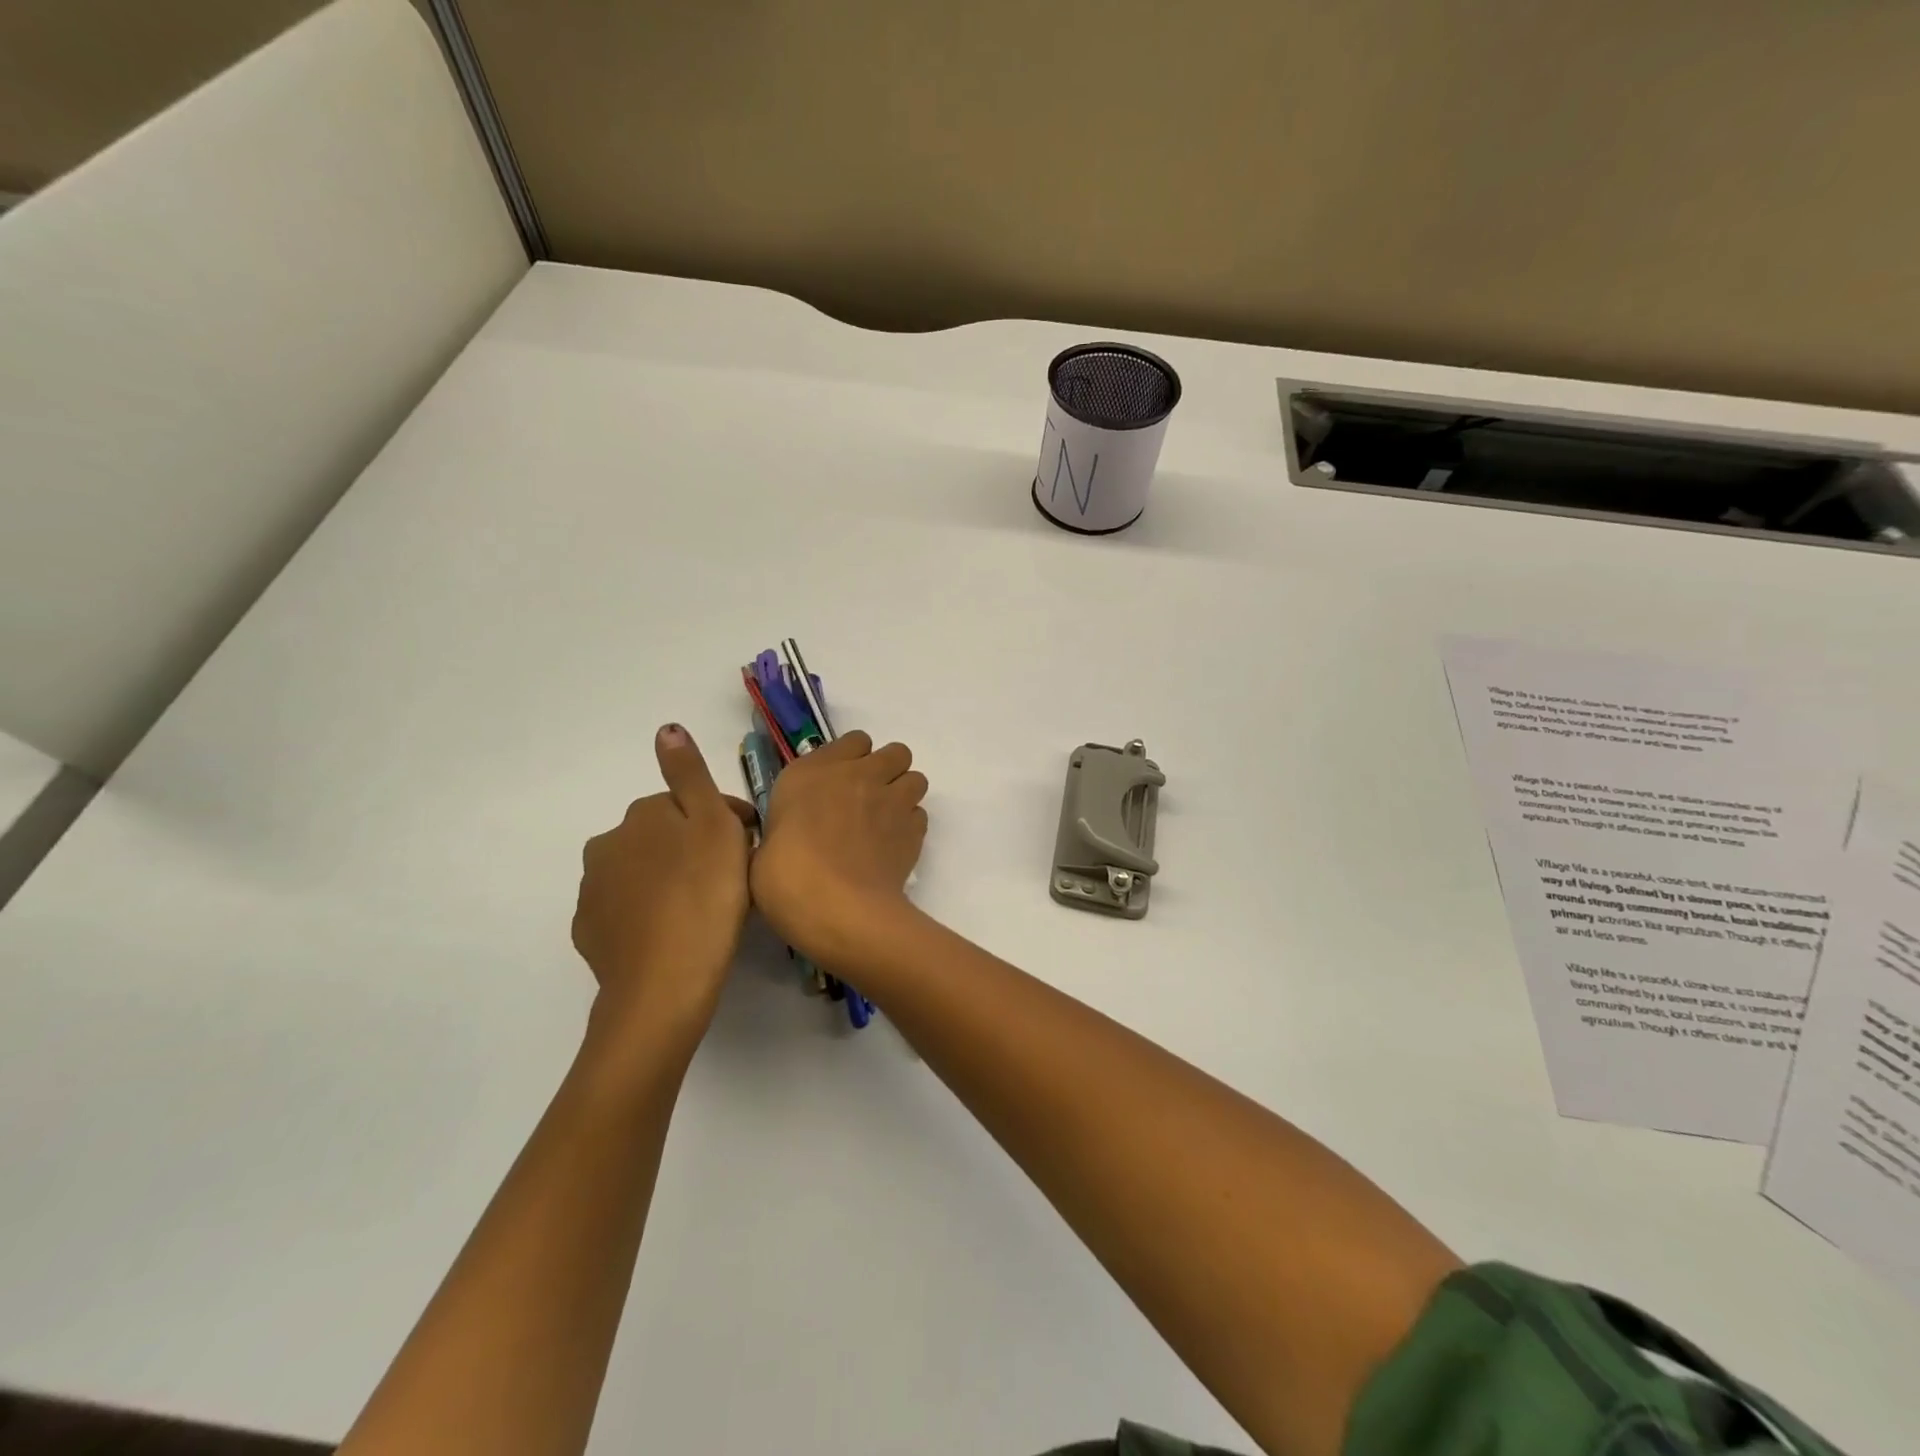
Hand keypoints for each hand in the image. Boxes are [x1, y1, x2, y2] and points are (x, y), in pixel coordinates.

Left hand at [572, 724, 757, 1042]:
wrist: (663, 985)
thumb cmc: (704, 897)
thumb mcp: (713, 826)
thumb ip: (689, 774)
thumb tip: (666, 728)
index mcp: (642, 815)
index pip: (689, 804)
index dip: (726, 821)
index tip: (752, 846)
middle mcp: (608, 844)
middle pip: (663, 836)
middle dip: (694, 847)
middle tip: (731, 879)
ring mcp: (594, 890)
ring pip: (644, 871)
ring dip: (671, 878)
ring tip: (706, 909)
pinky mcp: (591, 931)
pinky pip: (628, 909)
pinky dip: (650, 911)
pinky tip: (675, 931)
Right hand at [751, 731, 927, 965]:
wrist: (839, 908)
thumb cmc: (786, 878)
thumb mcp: (763, 848)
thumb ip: (783, 829)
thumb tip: (788, 837)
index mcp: (811, 772)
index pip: (853, 740)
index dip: (852, 758)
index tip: (840, 783)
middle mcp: (857, 775)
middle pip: (895, 753)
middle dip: (888, 770)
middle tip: (870, 800)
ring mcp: (891, 800)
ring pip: (916, 779)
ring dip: (904, 795)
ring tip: (886, 822)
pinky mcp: (914, 829)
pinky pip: (920, 815)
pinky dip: (911, 826)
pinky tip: (893, 847)